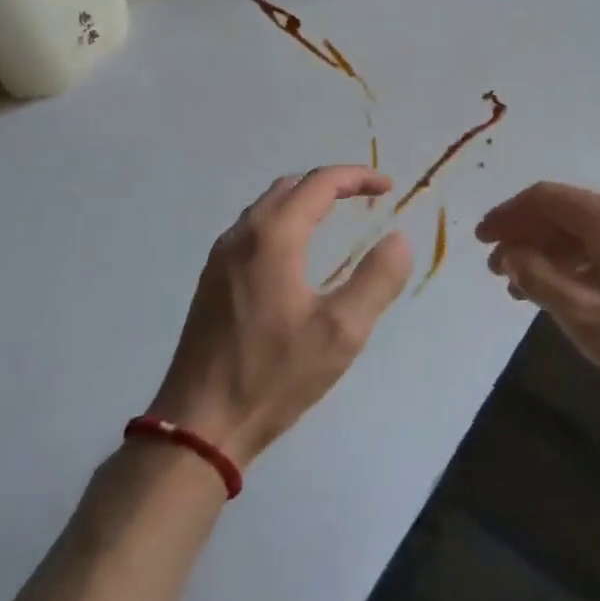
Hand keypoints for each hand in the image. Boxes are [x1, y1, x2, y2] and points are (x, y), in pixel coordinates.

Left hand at [148, 167, 412, 467]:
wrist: (200, 424)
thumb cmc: (274, 375)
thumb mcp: (341, 332)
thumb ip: (376, 279)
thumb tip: (399, 239)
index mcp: (273, 236)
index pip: (320, 183)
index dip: (357, 177)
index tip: (388, 187)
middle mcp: (242, 235)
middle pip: (290, 187)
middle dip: (330, 184)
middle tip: (365, 197)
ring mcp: (220, 257)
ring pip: (266, 207)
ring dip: (303, 201)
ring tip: (335, 217)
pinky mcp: (211, 281)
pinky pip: (252, 230)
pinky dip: (282, 222)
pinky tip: (295, 252)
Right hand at [476, 182, 599, 416]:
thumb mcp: (581, 311)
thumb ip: (537, 277)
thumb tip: (511, 254)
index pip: (544, 198)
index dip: (507, 215)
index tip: (480, 240)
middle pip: (563, 212)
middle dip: (525, 236)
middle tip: (497, 270)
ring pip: (583, 232)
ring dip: (548, 252)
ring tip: (522, 287)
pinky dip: (575, 263)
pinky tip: (563, 292)